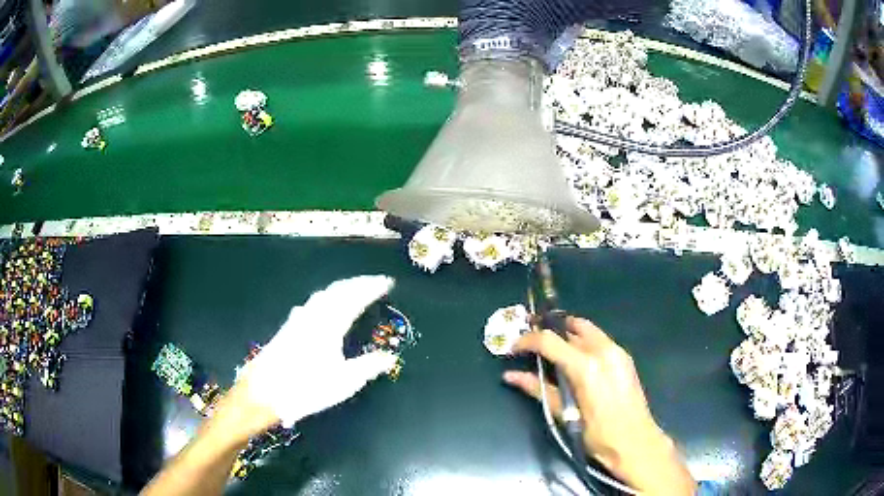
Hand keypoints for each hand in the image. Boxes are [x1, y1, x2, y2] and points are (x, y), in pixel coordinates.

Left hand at [235, 276, 398, 430]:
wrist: (265, 391)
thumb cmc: (306, 387)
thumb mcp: (344, 382)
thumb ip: (369, 366)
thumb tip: (390, 357)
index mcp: (330, 324)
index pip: (355, 298)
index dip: (372, 287)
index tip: (388, 282)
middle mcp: (314, 315)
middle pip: (338, 290)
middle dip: (358, 283)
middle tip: (374, 281)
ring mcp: (298, 319)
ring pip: (324, 294)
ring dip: (342, 288)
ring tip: (354, 289)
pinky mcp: (288, 327)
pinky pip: (313, 302)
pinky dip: (326, 297)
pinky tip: (323, 305)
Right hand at [504, 317, 694, 494]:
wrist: (635, 441)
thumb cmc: (596, 433)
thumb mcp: (564, 413)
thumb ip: (537, 389)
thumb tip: (510, 376)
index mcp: (585, 365)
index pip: (549, 341)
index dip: (527, 340)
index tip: (514, 347)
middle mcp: (602, 350)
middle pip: (570, 327)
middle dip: (549, 332)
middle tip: (532, 343)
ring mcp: (617, 351)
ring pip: (587, 330)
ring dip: (567, 334)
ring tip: (552, 350)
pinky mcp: (624, 357)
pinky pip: (599, 340)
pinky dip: (583, 342)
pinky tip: (576, 360)